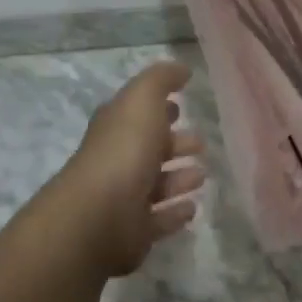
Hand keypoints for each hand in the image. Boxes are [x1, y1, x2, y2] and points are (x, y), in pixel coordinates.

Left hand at [54, 60, 205, 277]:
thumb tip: (181, 69)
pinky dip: (175, 213)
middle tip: (201, 142)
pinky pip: (159, 219)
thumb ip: (161, 79)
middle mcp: (119, 158)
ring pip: (157, 184)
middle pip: (150, 148)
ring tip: (202, 174)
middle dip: (175, 143)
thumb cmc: (124, 147)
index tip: (181, 105)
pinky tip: (192, 207)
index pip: (138, 113)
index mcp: (117, 126)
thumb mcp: (143, 98)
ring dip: (179, 179)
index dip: (158, 107)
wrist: (99, 214)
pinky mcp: (134, 231)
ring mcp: (124, 197)